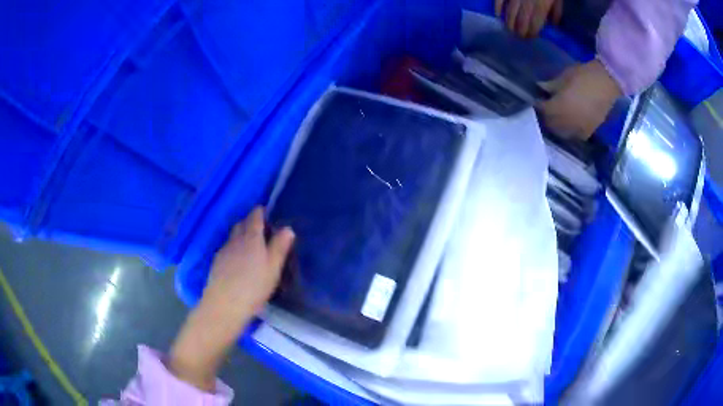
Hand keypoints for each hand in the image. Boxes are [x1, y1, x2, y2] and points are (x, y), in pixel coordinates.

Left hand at [170, 207, 294, 390]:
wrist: (225, 305)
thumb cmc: (254, 287)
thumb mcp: (273, 268)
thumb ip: (279, 247)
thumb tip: (287, 228)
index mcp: (252, 238)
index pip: (254, 218)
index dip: (259, 212)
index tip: (264, 210)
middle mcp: (235, 240)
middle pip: (241, 224)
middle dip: (249, 222)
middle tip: (259, 228)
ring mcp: (224, 251)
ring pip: (232, 236)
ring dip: (240, 234)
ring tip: (248, 244)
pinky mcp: (216, 262)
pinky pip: (226, 248)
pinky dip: (233, 247)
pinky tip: (237, 260)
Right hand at [495, 0, 561, 38]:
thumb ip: (556, 10)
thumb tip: (553, 24)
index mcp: (542, 4)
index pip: (535, 23)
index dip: (532, 32)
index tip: (530, 39)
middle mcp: (527, 1)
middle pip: (522, 20)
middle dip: (520, 31)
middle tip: (519, 38)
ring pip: (510, 11)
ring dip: (509, 23)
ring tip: (510, 30)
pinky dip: (498, 7)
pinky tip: (498, 15)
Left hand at [537, 60, 621, 140]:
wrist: (607, 82)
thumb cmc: (584, 76)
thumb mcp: (564, 77)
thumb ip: (551, 86)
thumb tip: (541, 88)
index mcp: (558, 108)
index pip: (542, 110)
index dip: (538, 105)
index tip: (537, 99)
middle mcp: (566, 123)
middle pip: (551, 125)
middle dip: (547, 117)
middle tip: (546, 108)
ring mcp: (578, 130)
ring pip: (562, 133)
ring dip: (557, 126)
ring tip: (556, 115)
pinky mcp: (589, 132)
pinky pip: (574, 135)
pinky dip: (569, 130)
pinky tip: (569, 122)